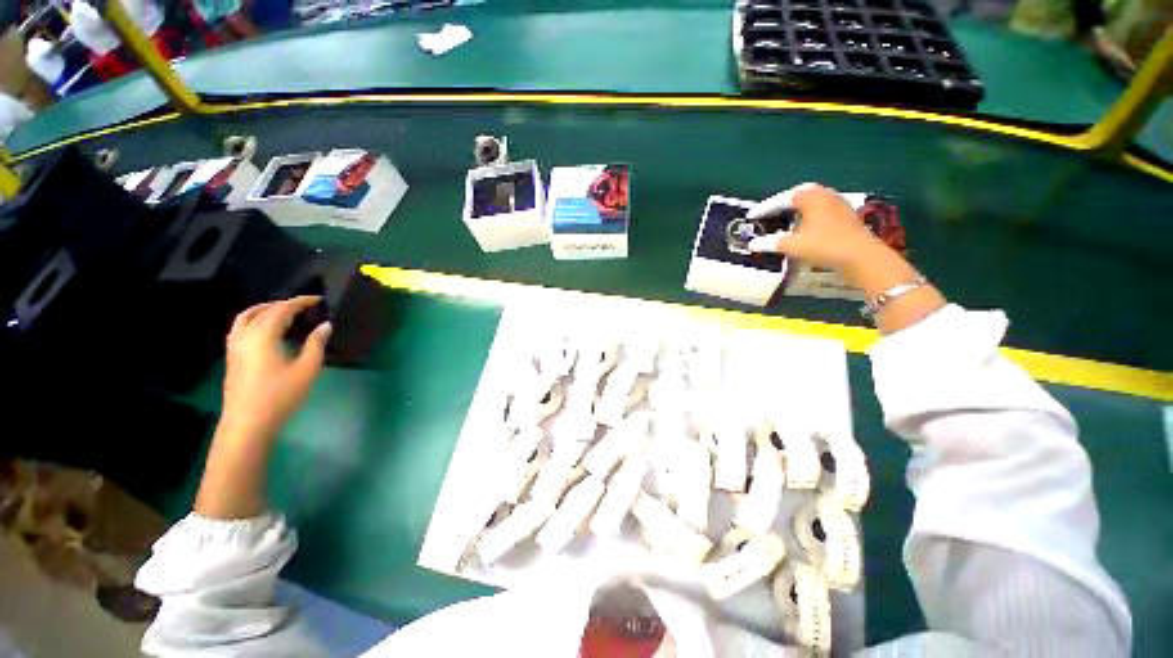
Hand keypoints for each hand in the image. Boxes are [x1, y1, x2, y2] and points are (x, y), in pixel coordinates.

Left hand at [220, 296, 331, 443]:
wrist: (248, 422)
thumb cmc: (280, 395)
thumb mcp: (307, 369)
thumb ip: (316, 344)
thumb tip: (325, 325)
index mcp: (263, 336)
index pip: (282, 309)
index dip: (300, 302)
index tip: (318, 300)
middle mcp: (245, 336)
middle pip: (262, 311)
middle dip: (283, 304)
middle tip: (304, 306)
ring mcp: (234, 346)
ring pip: (245, 317)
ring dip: (264, 310)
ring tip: (283, 312)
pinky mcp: (232, 357)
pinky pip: (240, 328)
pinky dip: (254, 320)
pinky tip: (267, 331)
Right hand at [746, 183, 888, 272]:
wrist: (861, 257)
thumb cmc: (823, 245)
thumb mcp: (792, 245)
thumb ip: (770, 243)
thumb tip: (752, 244)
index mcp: (811, 197)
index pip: (782, 199)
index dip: (764, 208)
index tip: (751, 216)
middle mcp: (825, 195)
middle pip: (799, 196)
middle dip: (782, 204)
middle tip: (768, 213)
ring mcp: (838, 205)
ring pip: (811, 203)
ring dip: (795, 211)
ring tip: (783, 220)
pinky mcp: (845, 217)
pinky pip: (820, 212)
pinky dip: (807, 217)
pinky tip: (802, 228)